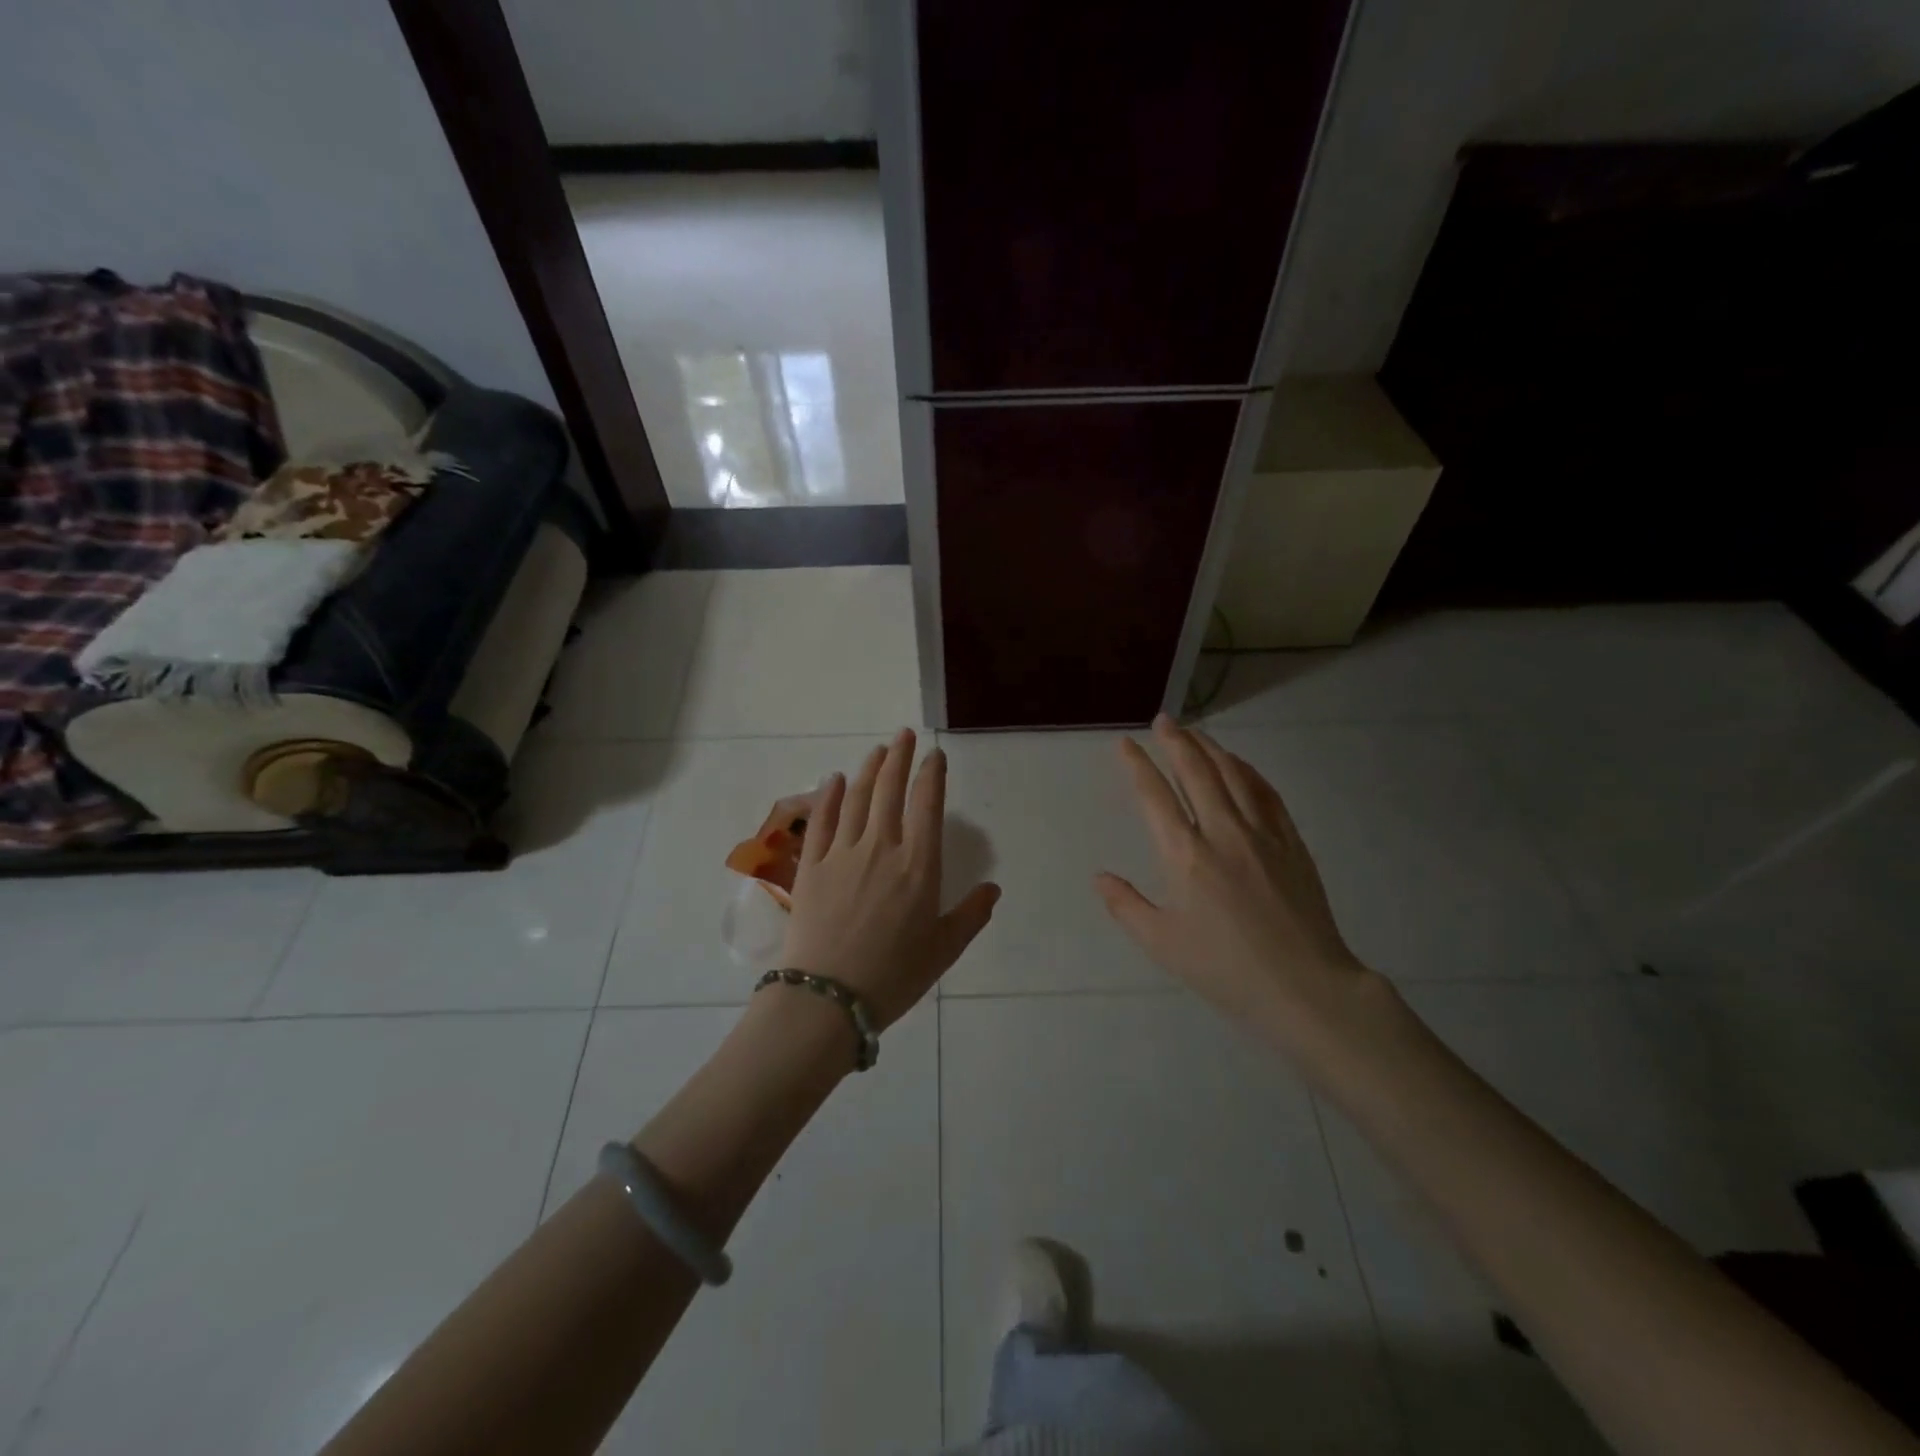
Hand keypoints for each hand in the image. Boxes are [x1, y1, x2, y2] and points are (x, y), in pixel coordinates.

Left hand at [782, 728, 1000, 1028]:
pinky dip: (829, 795)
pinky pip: (821, 820)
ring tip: (877, 751)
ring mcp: (842, 853)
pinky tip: (834, 778)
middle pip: (890, 790)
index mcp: (919, 865)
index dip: (932, 775)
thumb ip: (971, 915)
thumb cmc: (894, 976)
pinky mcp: (811, 865)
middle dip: (899, 757)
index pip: (928, 805)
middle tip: (903, 735)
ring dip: (869, 770)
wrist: (828, 997)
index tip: (934, 755)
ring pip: (857, 798)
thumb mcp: (944, 950)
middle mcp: (881, 847)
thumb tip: (993, 888)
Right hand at [1095, 715, 1382, 1060]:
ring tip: (1195, 732)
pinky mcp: (1291, 843)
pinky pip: (1267, 793)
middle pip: (1196, 772)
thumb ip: (1126, 906)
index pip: (1155, 796)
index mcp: (1184, 856)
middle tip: (1162, 720)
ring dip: (1211, 748)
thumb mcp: (1162, 944)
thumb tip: (1100, 876)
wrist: (1305, 987)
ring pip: (1233, 775)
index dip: (1137, 765)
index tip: (1124, 743)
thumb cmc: (1225, 969)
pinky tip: (1240, 765)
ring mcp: (1262, 834)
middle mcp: (1222, 832)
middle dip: (1175, 741)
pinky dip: (1248, 771)